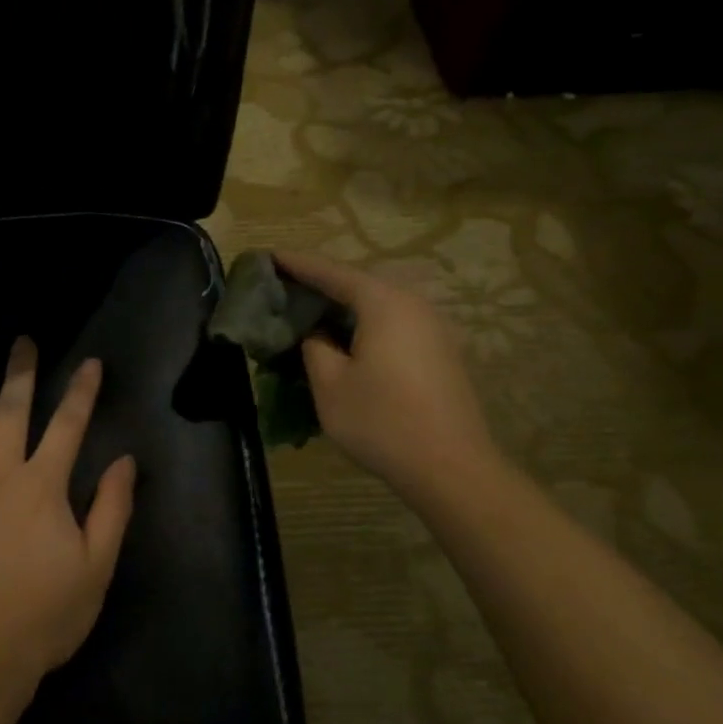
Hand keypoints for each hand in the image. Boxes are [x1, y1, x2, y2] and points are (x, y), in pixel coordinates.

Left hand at [0, 339, 136, 699]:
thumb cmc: (41, 617)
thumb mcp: (95, 569)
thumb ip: (112, 510)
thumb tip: (125, 460)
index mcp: (43, 486)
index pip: (68, 425)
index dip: (82, 391)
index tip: (90, 362)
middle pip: (12, 410)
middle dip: (21, 372)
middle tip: (22, 339)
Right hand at [272, 249, 502, 510]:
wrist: (452, 467)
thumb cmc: (381, 421)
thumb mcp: (330, 384)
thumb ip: (315, 347)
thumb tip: (317, 333)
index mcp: (383, 303)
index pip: (332, 273)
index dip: (298, 265)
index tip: (270, 256)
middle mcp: (412, 304)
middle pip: (359, 284)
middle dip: (322, 284)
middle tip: (287, 286)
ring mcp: (433, 328)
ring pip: (379, 305)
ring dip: (345, 306)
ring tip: (313, 312)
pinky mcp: (441, 352)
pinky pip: (394, 324)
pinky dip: (366, 325)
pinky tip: (349, 341)